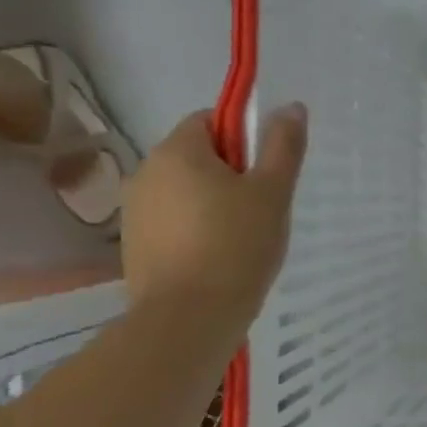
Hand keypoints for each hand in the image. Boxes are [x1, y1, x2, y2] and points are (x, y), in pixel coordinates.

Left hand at [121, 104, 306, 338]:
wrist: (188, 319)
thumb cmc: (237, 246)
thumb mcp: (273, 192)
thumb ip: (282, 146)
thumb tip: (291, 106)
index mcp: (177, 151)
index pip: (210, 120)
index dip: (243, 138)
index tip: (266, 170)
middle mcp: (146, 172)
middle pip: (197, 156)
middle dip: (231, 174)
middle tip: (264, 207)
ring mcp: (135, 211)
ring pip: (185, 191)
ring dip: (213, 203)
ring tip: (244, 238)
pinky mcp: (135, 245)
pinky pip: (173, 222)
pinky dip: (196, 230)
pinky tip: (219, 258)